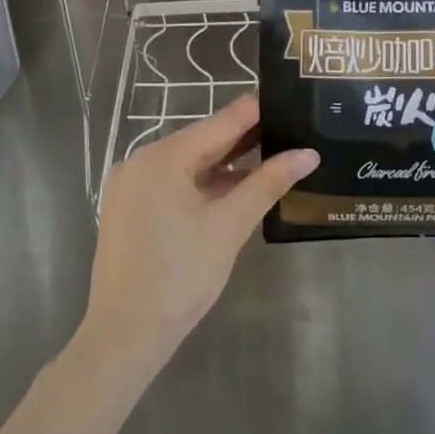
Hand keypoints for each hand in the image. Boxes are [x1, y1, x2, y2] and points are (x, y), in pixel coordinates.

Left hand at [83, 96, 317, 368]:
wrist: (126, 335)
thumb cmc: (180, 276)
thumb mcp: (229, 225)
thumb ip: (268, 183)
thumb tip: (308, 153)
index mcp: (161, 158)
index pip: (219, 123)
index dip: (256, 111)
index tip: (290, 99)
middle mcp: (140, 162)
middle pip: (202, 142)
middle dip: (246, 139)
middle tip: (291, 129)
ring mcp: (132, 187)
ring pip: (189, 165)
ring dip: (228, 165)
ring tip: (275, 155)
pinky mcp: (132, 210)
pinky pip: (176, 185)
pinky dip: (206, 185)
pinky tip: (239, 187)